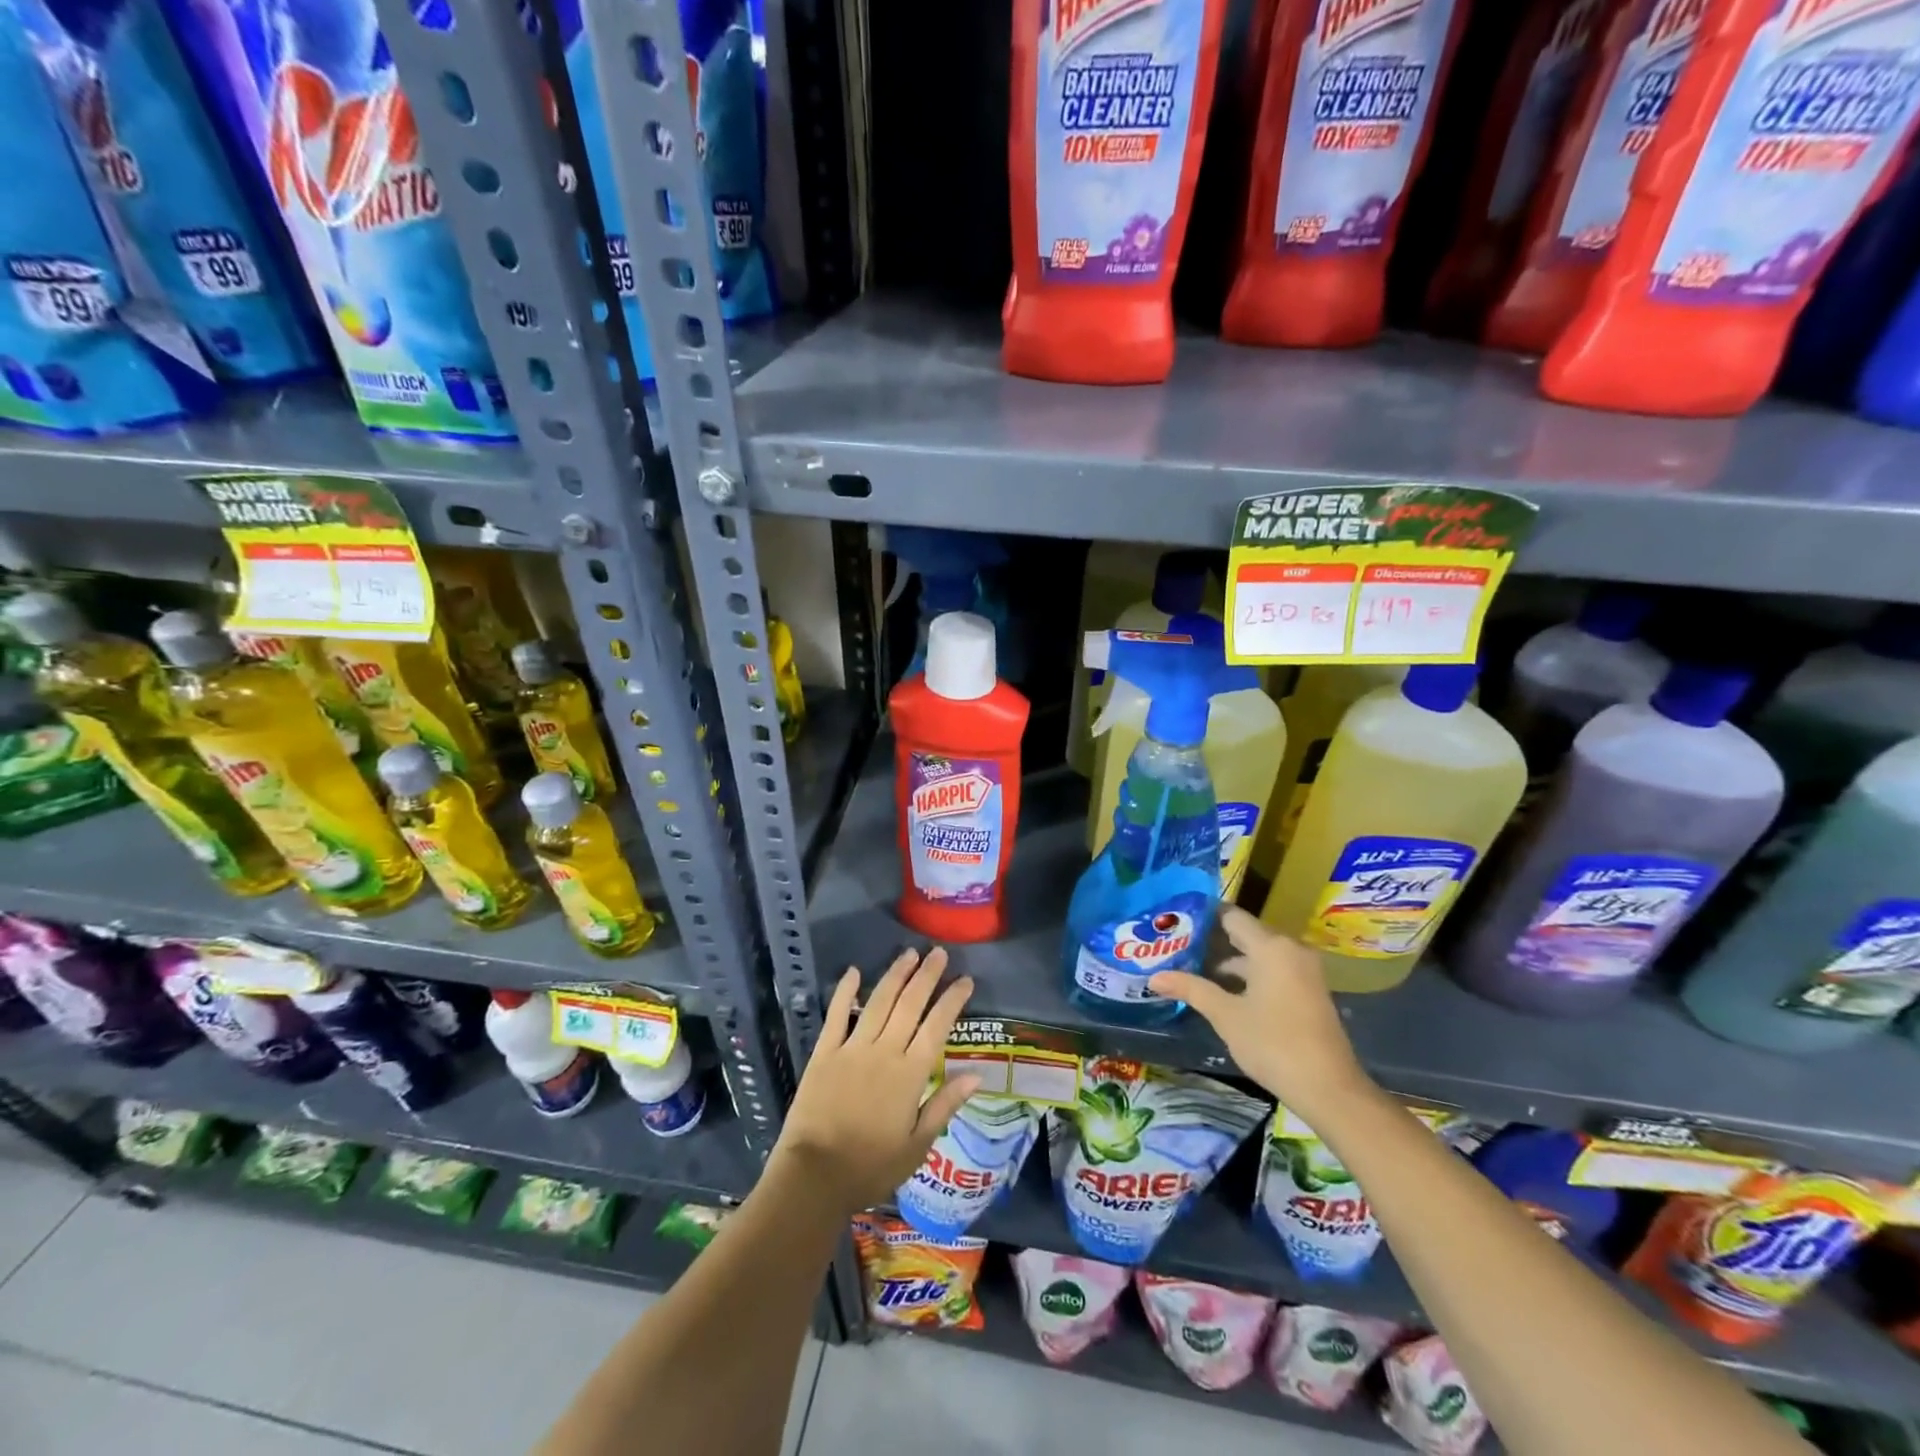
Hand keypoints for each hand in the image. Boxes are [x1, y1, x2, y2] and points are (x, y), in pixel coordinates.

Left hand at [774, 946, 980, 1213]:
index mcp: (910, 1074)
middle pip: (910, 1004)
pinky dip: (846, 991)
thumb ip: (945, 1105)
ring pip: (879, 1002)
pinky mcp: (824, 1052)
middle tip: (938, 953)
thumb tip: (977, 1074)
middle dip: (927, 976)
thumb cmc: (871, 1167)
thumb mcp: (917, 1146)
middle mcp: (884, 1052)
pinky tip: (854, 972)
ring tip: (909, 954)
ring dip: (895, 975)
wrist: (814, 1176)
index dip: (952, 1000)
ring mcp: (852, 1048)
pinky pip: (837, 1015)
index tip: (965, 980)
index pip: (937, 1027)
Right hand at [1149, 905, 1372, 1124]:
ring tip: (1191, 965)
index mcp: (1271, 947)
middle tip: (1175, 943)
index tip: (1174, 920)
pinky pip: (1272, 969)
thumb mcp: (1226, 1016)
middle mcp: (1290, 949)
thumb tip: (1154, 978)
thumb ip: (1191, 989)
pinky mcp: (1308, 990)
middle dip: (1211, 939)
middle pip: (1244, 932)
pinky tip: (1221, 989)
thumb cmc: (1274, 1044)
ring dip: (1228, 959)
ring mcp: (1303, 970)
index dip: (1202, 916)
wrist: (1330, 1089)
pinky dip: (1248, 974)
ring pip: (1258, 953)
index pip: (1230, 916)